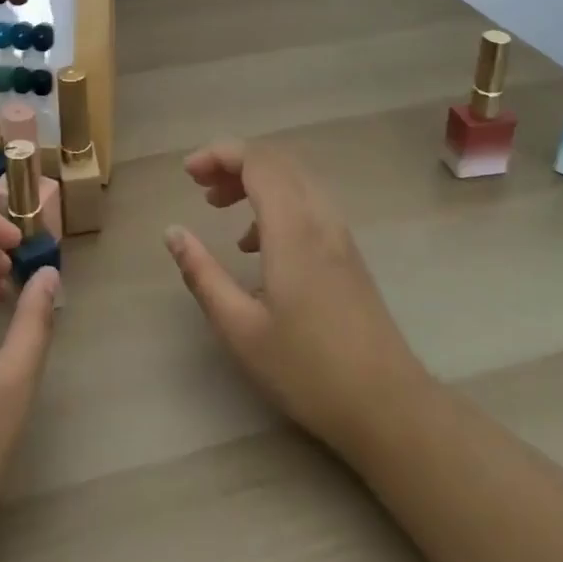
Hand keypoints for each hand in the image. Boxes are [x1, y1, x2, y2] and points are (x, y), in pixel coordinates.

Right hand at [164, 139, 421, 454]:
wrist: (389, 407)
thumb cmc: (308, 371)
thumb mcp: (240, 329)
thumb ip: (202, 274)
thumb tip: (173, 232)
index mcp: (293, 230)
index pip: (258, 161)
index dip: (219, 154)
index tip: (187, 174)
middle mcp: (320, 218)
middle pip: (277, 161)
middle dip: (233, 161)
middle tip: (199, 185)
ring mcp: (339, 233)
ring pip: (294, 177)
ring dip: (254, 178)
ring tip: (218, 205)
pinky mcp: (347, 251)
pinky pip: (307, 200)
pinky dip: (275, 199)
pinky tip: (255, 243)